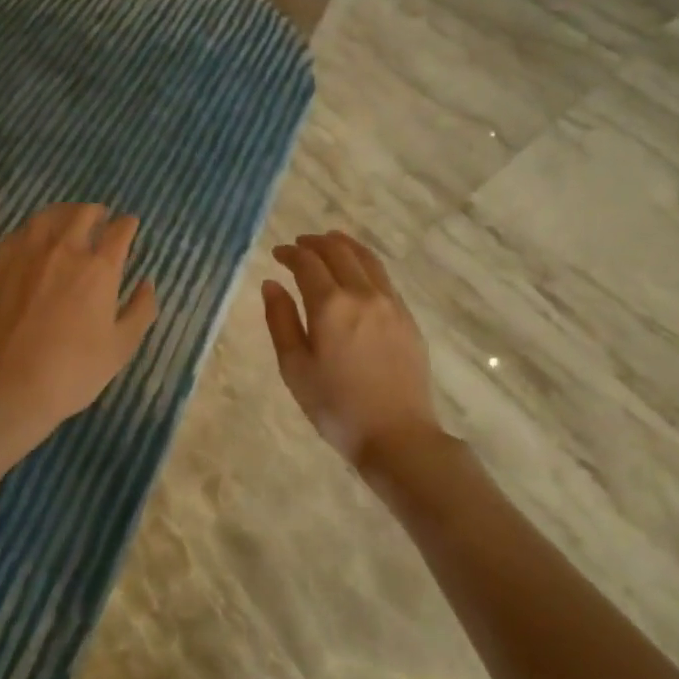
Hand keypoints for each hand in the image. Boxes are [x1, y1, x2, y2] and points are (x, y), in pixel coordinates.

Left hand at [0, 203, 157, 429]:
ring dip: (65, 213)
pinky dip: (35, 228)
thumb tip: (147, 283)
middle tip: (102, 218)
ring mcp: (29, 253)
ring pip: (49, 215)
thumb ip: (140, 310)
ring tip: (70, 220)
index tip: (130, 225)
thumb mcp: (121, 346)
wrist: (12, 384)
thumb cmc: (75, 369)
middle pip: (83, 213)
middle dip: (98, 212)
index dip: (128, 224)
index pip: (119, 231)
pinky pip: (21, 232)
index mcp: (99, 268)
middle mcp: (65, 249)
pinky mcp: (2, 264)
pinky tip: (36, 238)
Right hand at [263, 232, 442, 471]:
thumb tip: (271, 284)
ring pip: (366, 259)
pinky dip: (365, 263)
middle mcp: (362, 294)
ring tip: (329, 243)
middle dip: (316, 243)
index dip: (290, 253)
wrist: (397, 435)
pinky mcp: (407, 318)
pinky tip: (357, 272)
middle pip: (339, 252)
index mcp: (330, 305)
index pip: (308, 263)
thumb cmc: (335, 406)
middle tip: (299, 245)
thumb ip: (280, 320)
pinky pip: (383, 277)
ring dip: (344, 246)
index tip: (277, 254)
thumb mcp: (294, 367)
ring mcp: (390, 304)